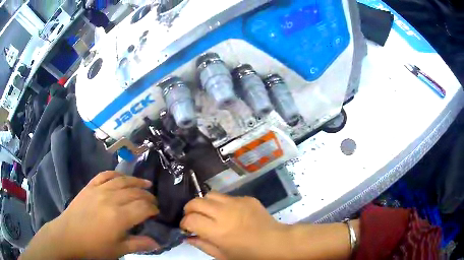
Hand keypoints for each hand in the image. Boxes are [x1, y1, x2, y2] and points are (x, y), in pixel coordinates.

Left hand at [21, 171, 159, 259]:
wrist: (69, 236)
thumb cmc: (94, 247)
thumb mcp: (118, 250)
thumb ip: (139, 244)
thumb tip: (157, 243)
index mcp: (119, 217)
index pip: (143, 207)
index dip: (153, 208)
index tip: (157, 212)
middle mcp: (111, 199)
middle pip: (135, 192)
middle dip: (147, 196)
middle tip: (153, 201)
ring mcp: (99, 190)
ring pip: (122, 180)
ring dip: (136, 182)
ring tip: (146, 184)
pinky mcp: (90, 186)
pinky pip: (105, 175)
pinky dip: (116, 174)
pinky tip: (122, 177)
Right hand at [180, 192, 288, 259]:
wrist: (276, 242)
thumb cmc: (249, 254)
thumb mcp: (223, 256)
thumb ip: (202, 245)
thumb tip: (188, 236)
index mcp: (218, 231)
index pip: (190, 219)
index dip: (184, 223)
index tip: (186, 227)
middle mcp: (225, 213)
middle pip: (196, 201)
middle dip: (189, 209)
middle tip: (193, 218)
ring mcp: (237, 202)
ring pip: (211, 194)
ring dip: (205, 203)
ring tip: (209, 213)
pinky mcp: (247, 198)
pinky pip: (228, 197)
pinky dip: (223, 204)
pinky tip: (230, 214)